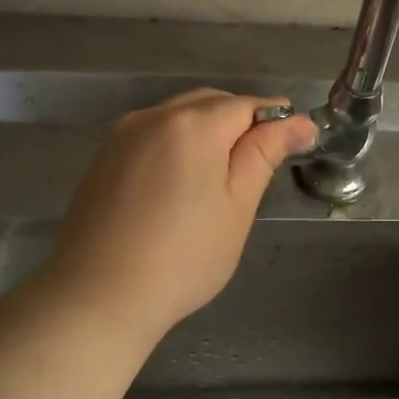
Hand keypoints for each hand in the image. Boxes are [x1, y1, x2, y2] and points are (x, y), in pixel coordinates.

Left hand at [42, 90, 316, 344]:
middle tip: (258, 167)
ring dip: (206, 132)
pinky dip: (174, 145)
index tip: (295, 143)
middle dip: (239, 123)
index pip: (247, 105)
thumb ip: (265, 154)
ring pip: (178, 116)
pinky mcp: (103, 158)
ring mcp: (122, 135)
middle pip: (210, 104)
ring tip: (218, 178)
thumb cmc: (183, 257)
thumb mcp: (237, 207)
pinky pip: (151, 135)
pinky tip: (178, 185)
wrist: (98, 295)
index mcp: (193, 124)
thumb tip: (300, 121)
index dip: (275, 120)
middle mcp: (154, 116)